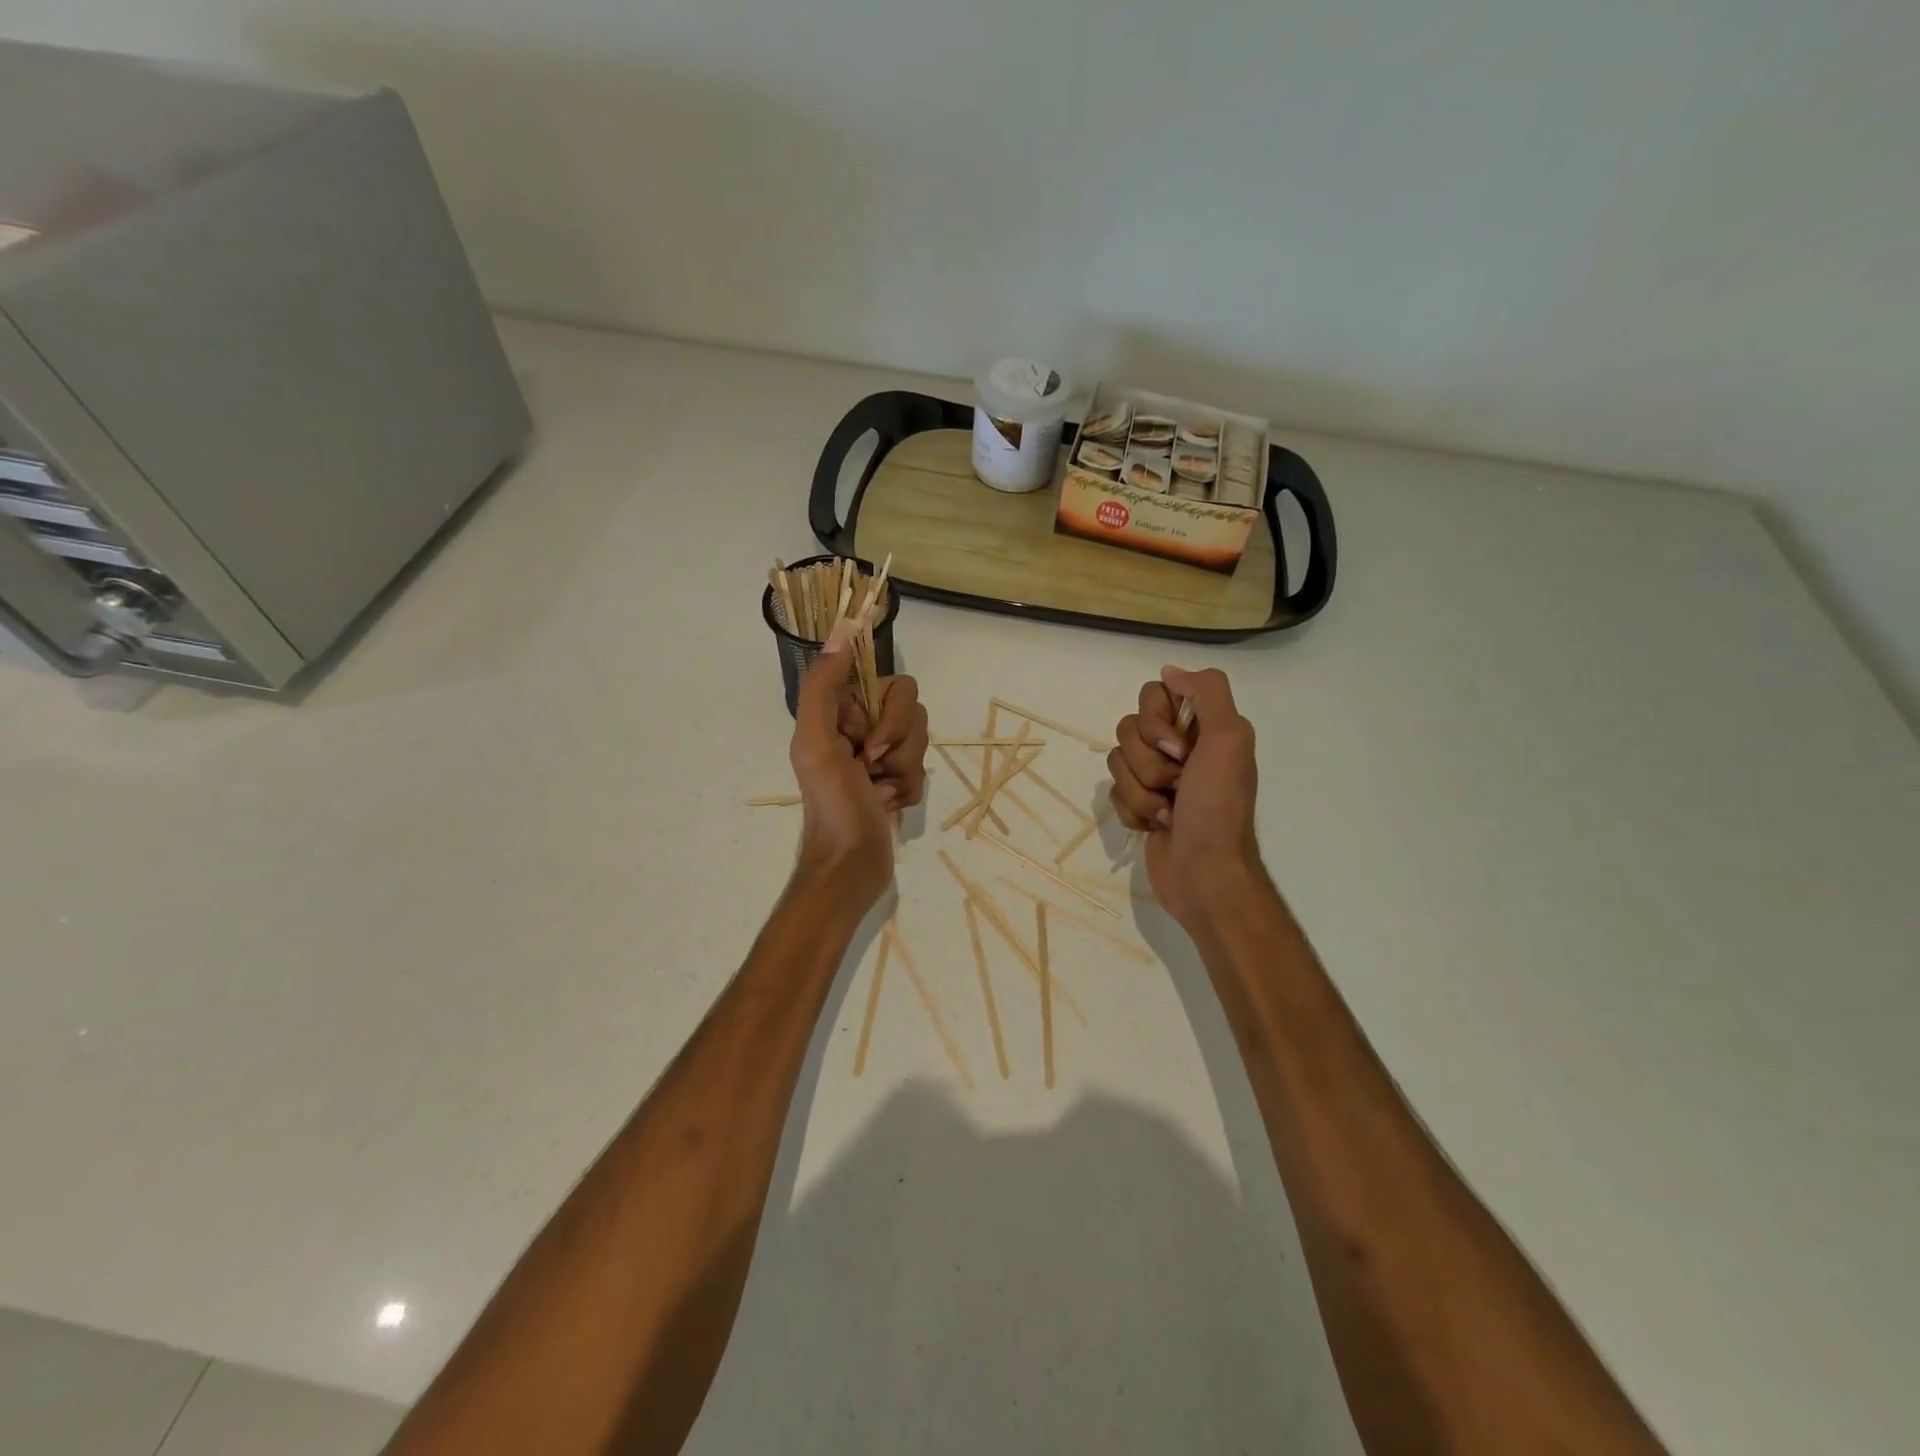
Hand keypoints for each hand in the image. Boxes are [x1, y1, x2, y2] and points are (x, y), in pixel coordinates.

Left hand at [790, 623, 927, 908]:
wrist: (849, 867)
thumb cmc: (831, 804)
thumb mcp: (816, 741)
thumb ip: (824, 685)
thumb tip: (844, 629)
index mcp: (842, 711)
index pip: (893, 684)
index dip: (886, 715)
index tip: (864, 743)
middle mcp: (863, 727)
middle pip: (914, 712)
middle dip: (898, 746)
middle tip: (871, 770)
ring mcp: (883, 755)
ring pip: (921, 741)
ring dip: (902, 771)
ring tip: (878, 792)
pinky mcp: (899, 781)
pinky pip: (923, 770)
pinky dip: (907, 791)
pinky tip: (887, 806)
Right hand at [1108, 666, 1261, 929]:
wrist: (1205, 872)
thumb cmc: (1217, 806)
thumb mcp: (1229, 737)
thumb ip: (1207, 691)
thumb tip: (1169, 671)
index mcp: (1201, 726)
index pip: (1152, 695)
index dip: (1156, 722)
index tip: (1179, 748)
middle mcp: (1178, 747)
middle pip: (1128, 729)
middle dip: (1148, 763)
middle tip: (1178, 783)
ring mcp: (1156, 778)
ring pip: (1117, 762)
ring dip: (1142, 792)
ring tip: (1169, 812)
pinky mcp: (1140, 806)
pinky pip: (1114, 794)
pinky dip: (1134, 812)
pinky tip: (1156, 827)